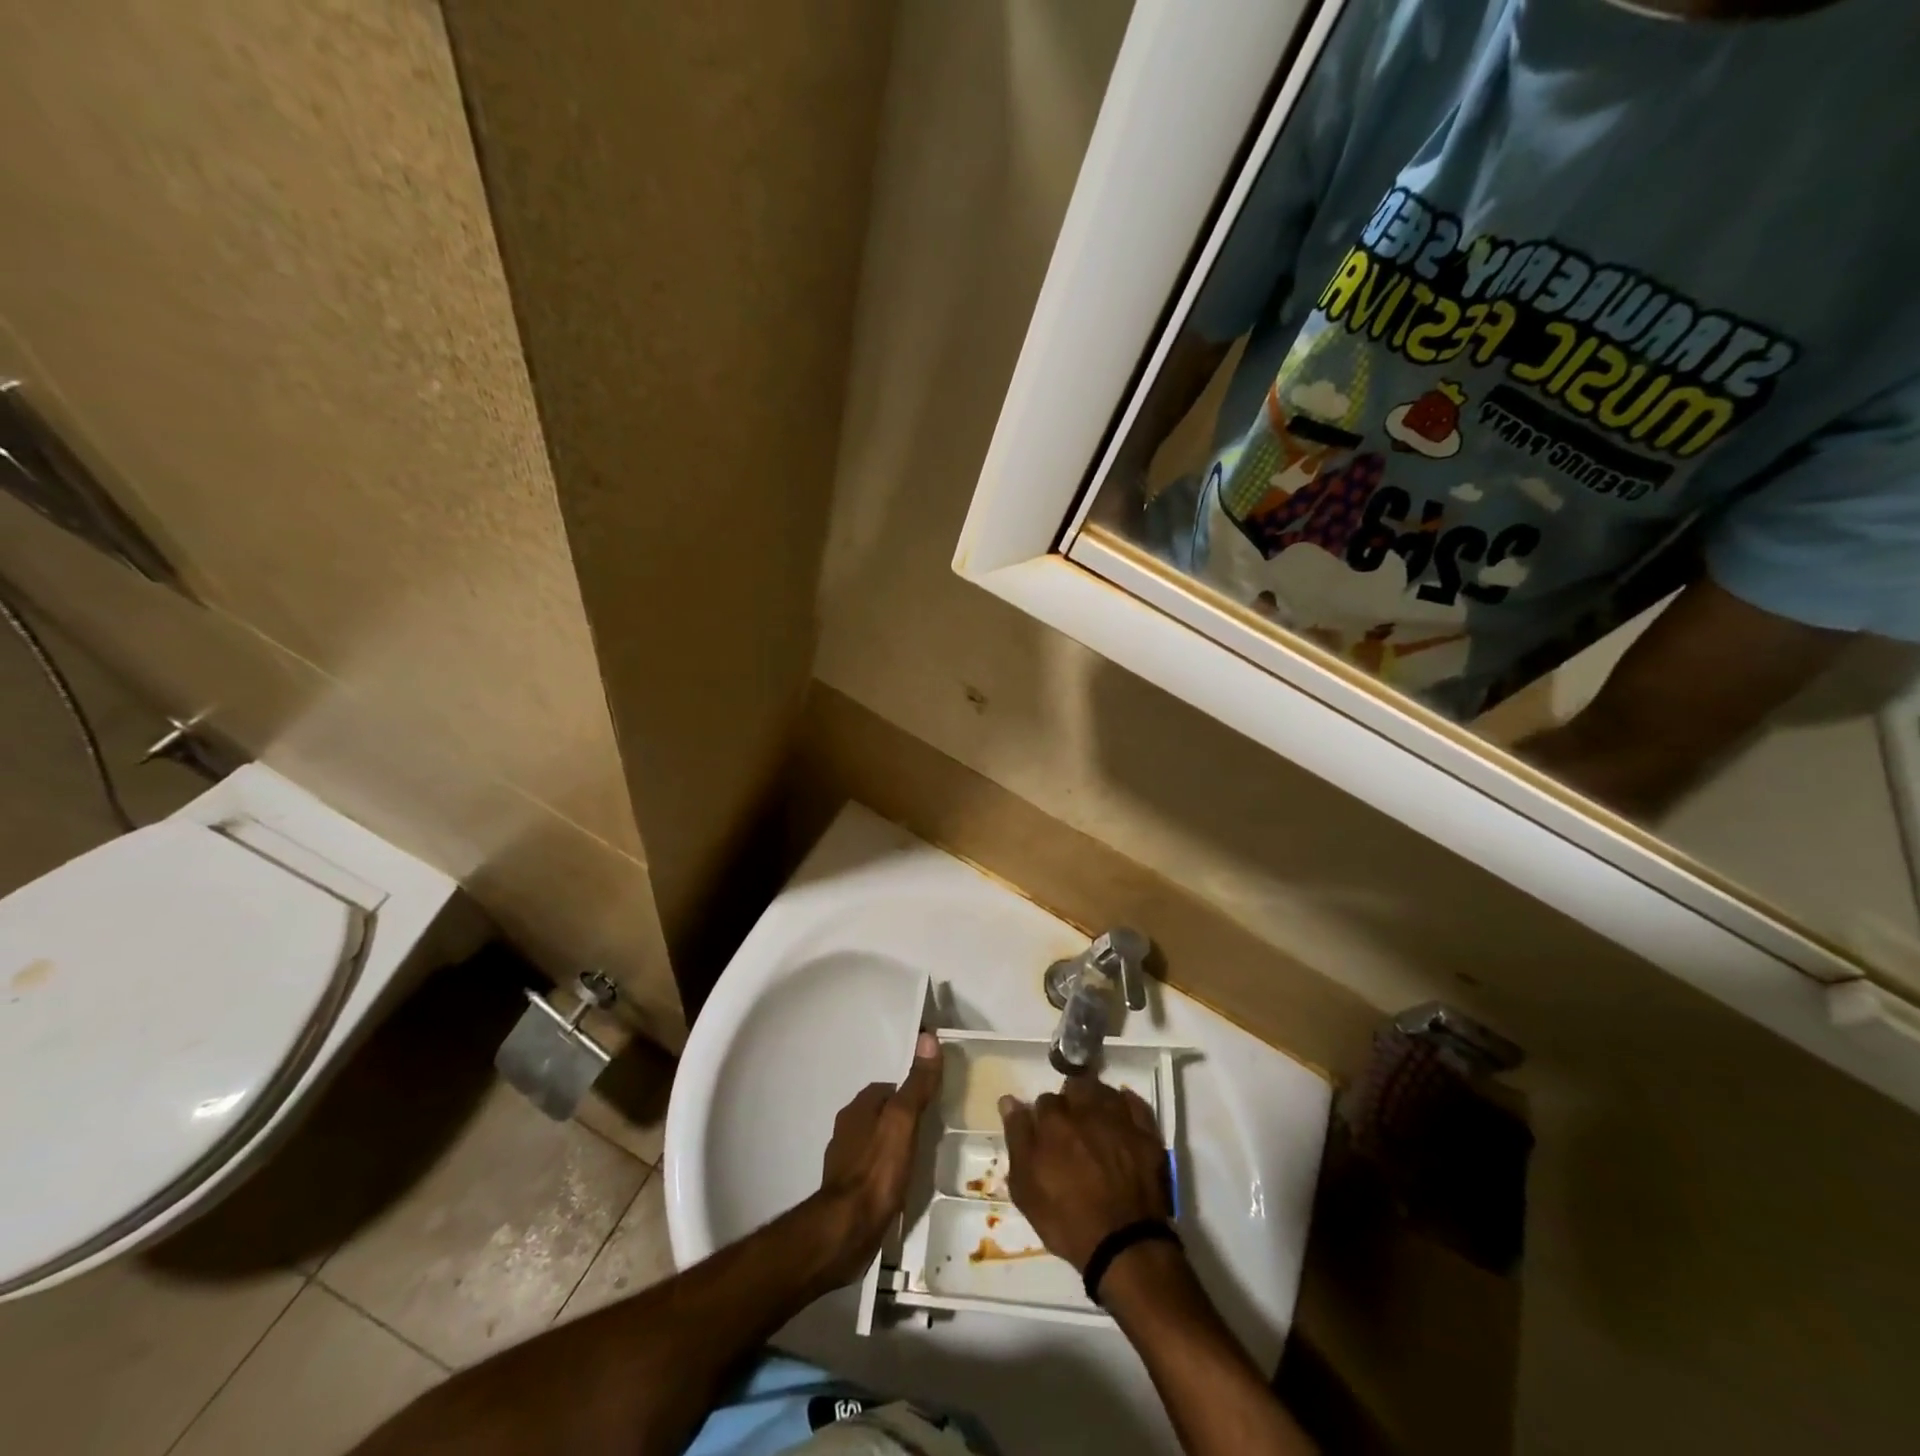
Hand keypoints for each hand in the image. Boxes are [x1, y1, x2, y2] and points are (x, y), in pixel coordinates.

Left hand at [810, 1031, 942, 1284]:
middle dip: (901, 1120)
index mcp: (858, 1108)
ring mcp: (844, 1161)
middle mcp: (846, 1129)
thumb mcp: (904, 1120)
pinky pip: (872, 1170)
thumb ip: (917, 1083)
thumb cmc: (877, 1169)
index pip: (889, 1088)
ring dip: (893, 1146)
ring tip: (919, 1159)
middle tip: (929, 1133)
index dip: (910, 1092)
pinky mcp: (847, 1191)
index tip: (932, 1104)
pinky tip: (900, 1185)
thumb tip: (927, 1037)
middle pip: (880, 1115)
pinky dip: (886, 1172)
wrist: (846, 1230)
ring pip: (875, 1142)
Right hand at [999, 1075, 1171, 1271]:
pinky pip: (1135, 1103)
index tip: (1046, 1135)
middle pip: (1074, 1087)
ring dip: (1096, 1099)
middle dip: (1070, 1101)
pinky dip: (1126, 1105)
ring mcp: (1119, 1119)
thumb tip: (1008, 1101)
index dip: (1043, 1118)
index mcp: (1054, 1121)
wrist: (1124, 1246)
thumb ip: (1017, 1139)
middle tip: (1072, 1127)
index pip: (1043, 1100)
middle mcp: (1086, 1109)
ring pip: (1103, 1090)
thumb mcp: (1026, 1189)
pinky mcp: (1146, 1133)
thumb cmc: (1067, 1221)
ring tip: (1096, 1120)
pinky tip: (1122, 1116)